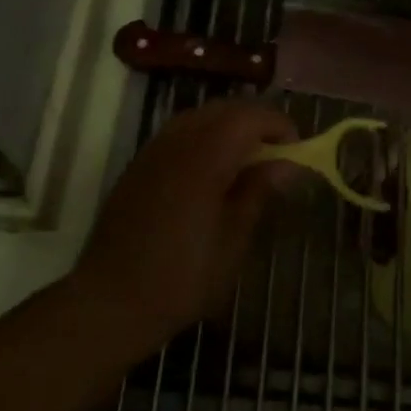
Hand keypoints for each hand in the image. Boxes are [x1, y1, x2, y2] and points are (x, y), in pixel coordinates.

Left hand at [72, 100, 297, 356]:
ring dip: (228, 128)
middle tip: (277, 153)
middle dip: (255, 122)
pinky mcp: (138, 167)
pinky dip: (204, 139)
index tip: (298, 150)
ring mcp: (152, 152)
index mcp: (203, 158)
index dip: (278, 126)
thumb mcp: (233, 240)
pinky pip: (177, 135)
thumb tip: (287, 164)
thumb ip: (258, 192)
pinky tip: (213, 173)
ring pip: (198, 118)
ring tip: (248, 162)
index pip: (248, 117)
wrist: (111, 301)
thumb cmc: (182, 277)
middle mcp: (175, 144)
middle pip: (223, 110)